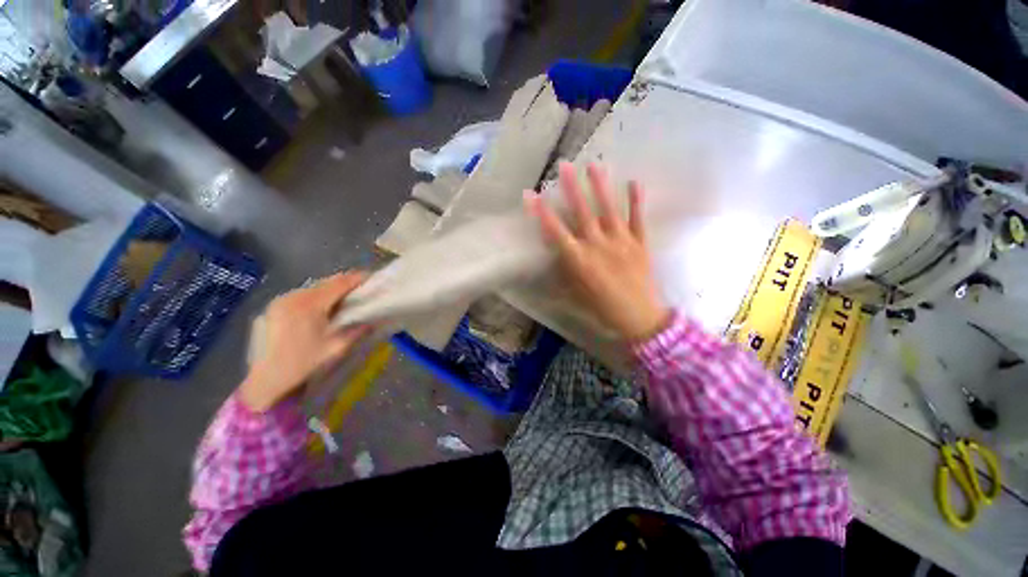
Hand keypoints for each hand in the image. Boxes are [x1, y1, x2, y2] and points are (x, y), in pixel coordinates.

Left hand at [240, 271, 372, 412]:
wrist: (265, 383)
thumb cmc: (303, 365)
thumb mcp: (336, 349)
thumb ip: (357, 331)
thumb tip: (372, 321)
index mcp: (309, 305)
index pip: (338, 284)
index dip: (356, 279)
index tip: (371, 277)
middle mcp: (292, 297)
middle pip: (324, 283)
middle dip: (344, 283)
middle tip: (360, 288)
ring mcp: (279, 302)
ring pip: (312, 288)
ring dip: (329, 290)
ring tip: (343, 298)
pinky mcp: (272, 309)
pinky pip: (300, 296)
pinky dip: (315, 298)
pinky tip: (321, 309)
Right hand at [525, 162, 669, 342]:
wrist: (638, 317)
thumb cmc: (601, 308)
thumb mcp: (575, 292)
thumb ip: (565, 269)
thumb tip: (556, 250)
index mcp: (580, 260)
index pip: (556, 232)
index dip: (541, 213)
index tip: (530, 195)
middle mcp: (598, 246)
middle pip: (582, 213)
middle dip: (571, 188)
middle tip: (564, 166)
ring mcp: (621, 242)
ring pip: (609, 210)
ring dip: (600, 187)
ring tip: (594, 165)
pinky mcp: (640, 243)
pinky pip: (638, 219)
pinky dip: (636, 201)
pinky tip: (634, 182)